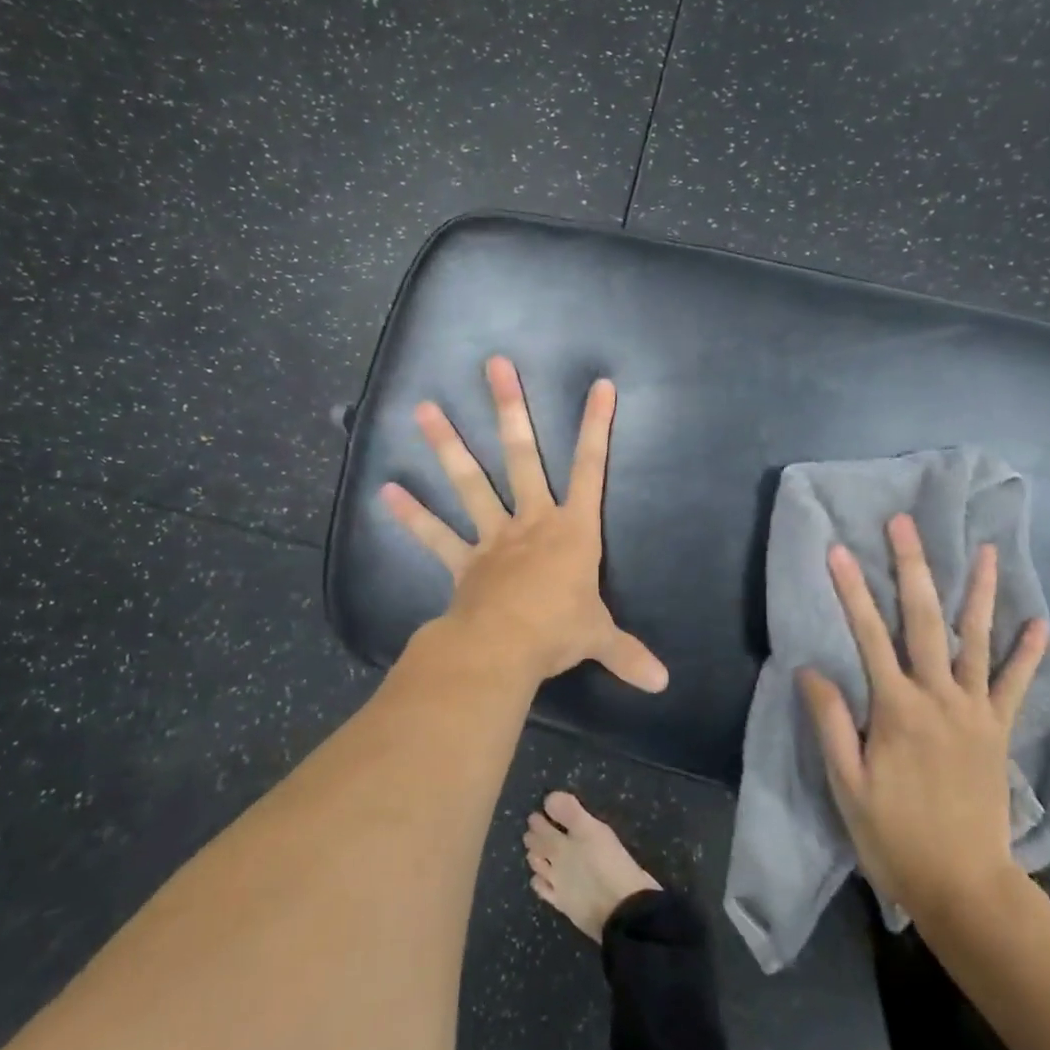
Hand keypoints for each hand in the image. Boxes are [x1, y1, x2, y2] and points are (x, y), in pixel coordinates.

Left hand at [380, 356, 668, 692]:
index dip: (596, 426)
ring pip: (470, 482)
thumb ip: (628, 654)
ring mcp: (492, 537)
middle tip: (494, 366)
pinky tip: (386, 490)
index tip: (599, 385)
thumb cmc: (558, 631)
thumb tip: (663, 684)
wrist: (504, 648)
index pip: (591, 469)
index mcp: (572, 530)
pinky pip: (434, 534)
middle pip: (521, 456)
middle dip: (510, 409)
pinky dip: (411, 515)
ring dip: (447, 445)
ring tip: (423, 408)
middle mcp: (531, 521)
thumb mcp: (600, 638)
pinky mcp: (462, 560)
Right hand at [799, 515, 1049, 913]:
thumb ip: (831, 723)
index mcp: (897, 708)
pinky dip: (1028, 654)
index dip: (851, 590)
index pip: (868, 635)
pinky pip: (1015, 686)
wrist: (965, 887)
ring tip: (987, 551)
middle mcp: (940, 697)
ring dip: (980, 593)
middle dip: (913, 567)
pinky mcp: (998, 731)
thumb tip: (811, 669)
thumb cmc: (894, 836)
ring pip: (977, 640)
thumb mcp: (847, 785)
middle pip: (925, 620)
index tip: (838, 550)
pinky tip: (1041, 623)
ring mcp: (975, 712)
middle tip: (905, 524)